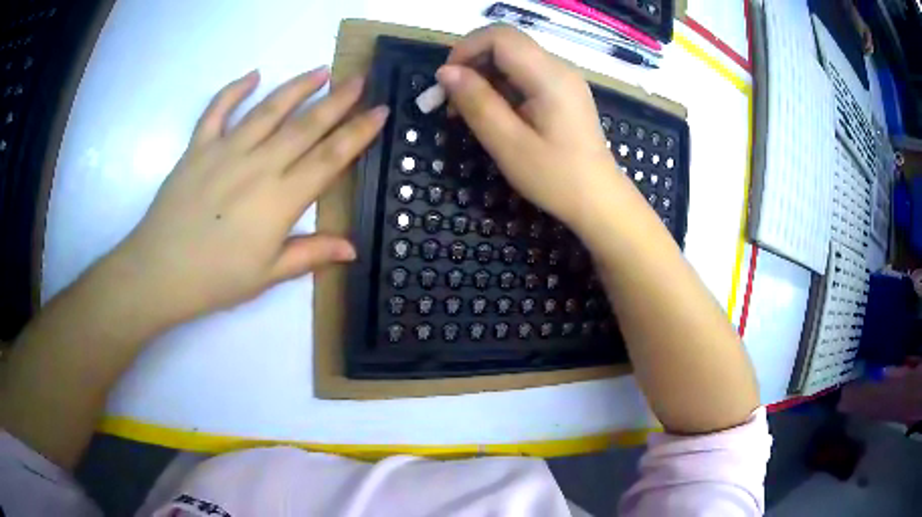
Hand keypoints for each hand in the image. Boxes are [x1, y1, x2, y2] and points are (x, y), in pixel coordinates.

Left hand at [111, 67, 387, 326]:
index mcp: (281, 199)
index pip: (329, 157)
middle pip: (306, 125)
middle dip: (338, 100)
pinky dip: (234, 90)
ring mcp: (226, 150)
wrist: (160, 272)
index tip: (380, 111)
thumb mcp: (268, 275)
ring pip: (268, 109)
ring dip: (297, 87)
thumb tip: (352, 248)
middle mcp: (258, 165)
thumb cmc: (216, 279)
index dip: (358, 132)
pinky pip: (217, 110)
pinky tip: (253, 75)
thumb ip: (310, 254)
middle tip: (360, 79)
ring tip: (321, 71)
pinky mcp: (198, 147)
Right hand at [436, 25, 627, 229]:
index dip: (466, 49)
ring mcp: (563, 78)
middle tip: (452, 102)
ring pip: (512, 58)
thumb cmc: (556, 178)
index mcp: (549, 75)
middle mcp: (559, 67)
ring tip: (467, 112)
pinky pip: (524, 74)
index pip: (500, 36)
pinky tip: (492, 113)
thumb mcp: (508, 144)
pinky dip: (500, 86)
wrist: (599, 201)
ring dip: (483, 77)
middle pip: (505, 43)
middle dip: (471, 64)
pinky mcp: (562, 91)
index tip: (446, 82)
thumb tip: (445, 72)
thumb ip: (476, 102)